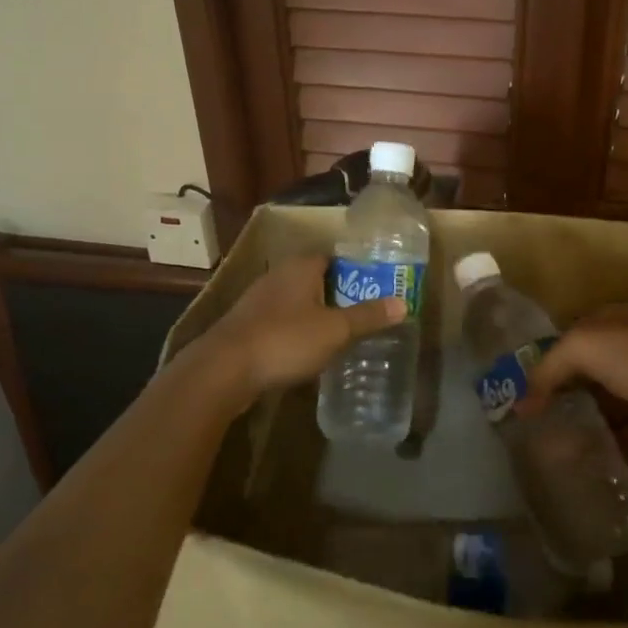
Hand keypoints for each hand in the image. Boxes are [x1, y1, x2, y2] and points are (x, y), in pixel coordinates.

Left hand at [194, 254, 405, 404]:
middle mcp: (278, 276)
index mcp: (300, 267)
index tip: (375, 287)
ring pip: (296, 302)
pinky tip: (308, 353)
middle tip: (364, 313)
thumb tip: (404, 304)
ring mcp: (258, 301)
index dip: (355, 270)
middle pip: (315, 279)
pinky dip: (296, 333)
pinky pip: (280, 323)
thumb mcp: (335, 330)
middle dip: (337, 295)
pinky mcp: (246, 327)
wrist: (223, 370)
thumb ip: (368, 317)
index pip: (333, 257)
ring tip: (341, 335)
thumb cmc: (285, 340)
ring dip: (315, 315)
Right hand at [522, 304, 627, 456]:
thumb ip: (548, 367)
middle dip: (557, 391)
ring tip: (543, 442)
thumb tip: (523, 402)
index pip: (571, 332)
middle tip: (527, 418)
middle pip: (583, 369)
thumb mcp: (585, 346)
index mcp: (616, 319)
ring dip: (575, 420)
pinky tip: (573, 458)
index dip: (545, 355)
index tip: (519, 384)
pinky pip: (617, 433)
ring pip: (599, 403)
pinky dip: (597, 444)